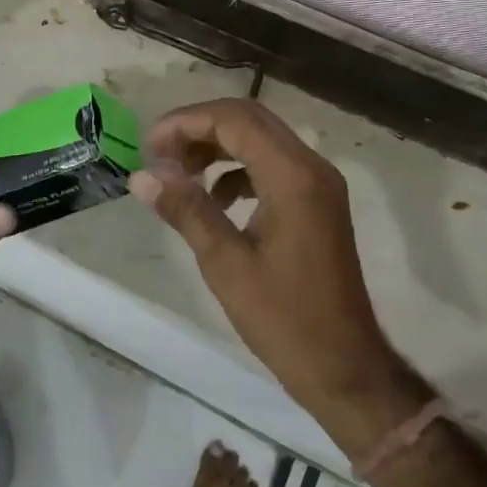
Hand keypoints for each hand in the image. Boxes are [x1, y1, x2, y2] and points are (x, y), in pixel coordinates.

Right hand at [129, 99, 429, 455]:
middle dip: (200, 128)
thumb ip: (186, 209)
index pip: (234, 120)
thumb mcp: (225, 263)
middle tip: (160, 154)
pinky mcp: (317, 202)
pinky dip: (238, 169)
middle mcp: (311, 167)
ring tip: (179, 174)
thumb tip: (142, 175)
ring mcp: (318, 184)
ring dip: (218, 147)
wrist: (344, 366)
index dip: (187, 122)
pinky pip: (273, 165)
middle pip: (249, 120)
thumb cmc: (284, 318)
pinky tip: (215, 199)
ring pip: (261, 140)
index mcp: (293, 176)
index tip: (149, 145)